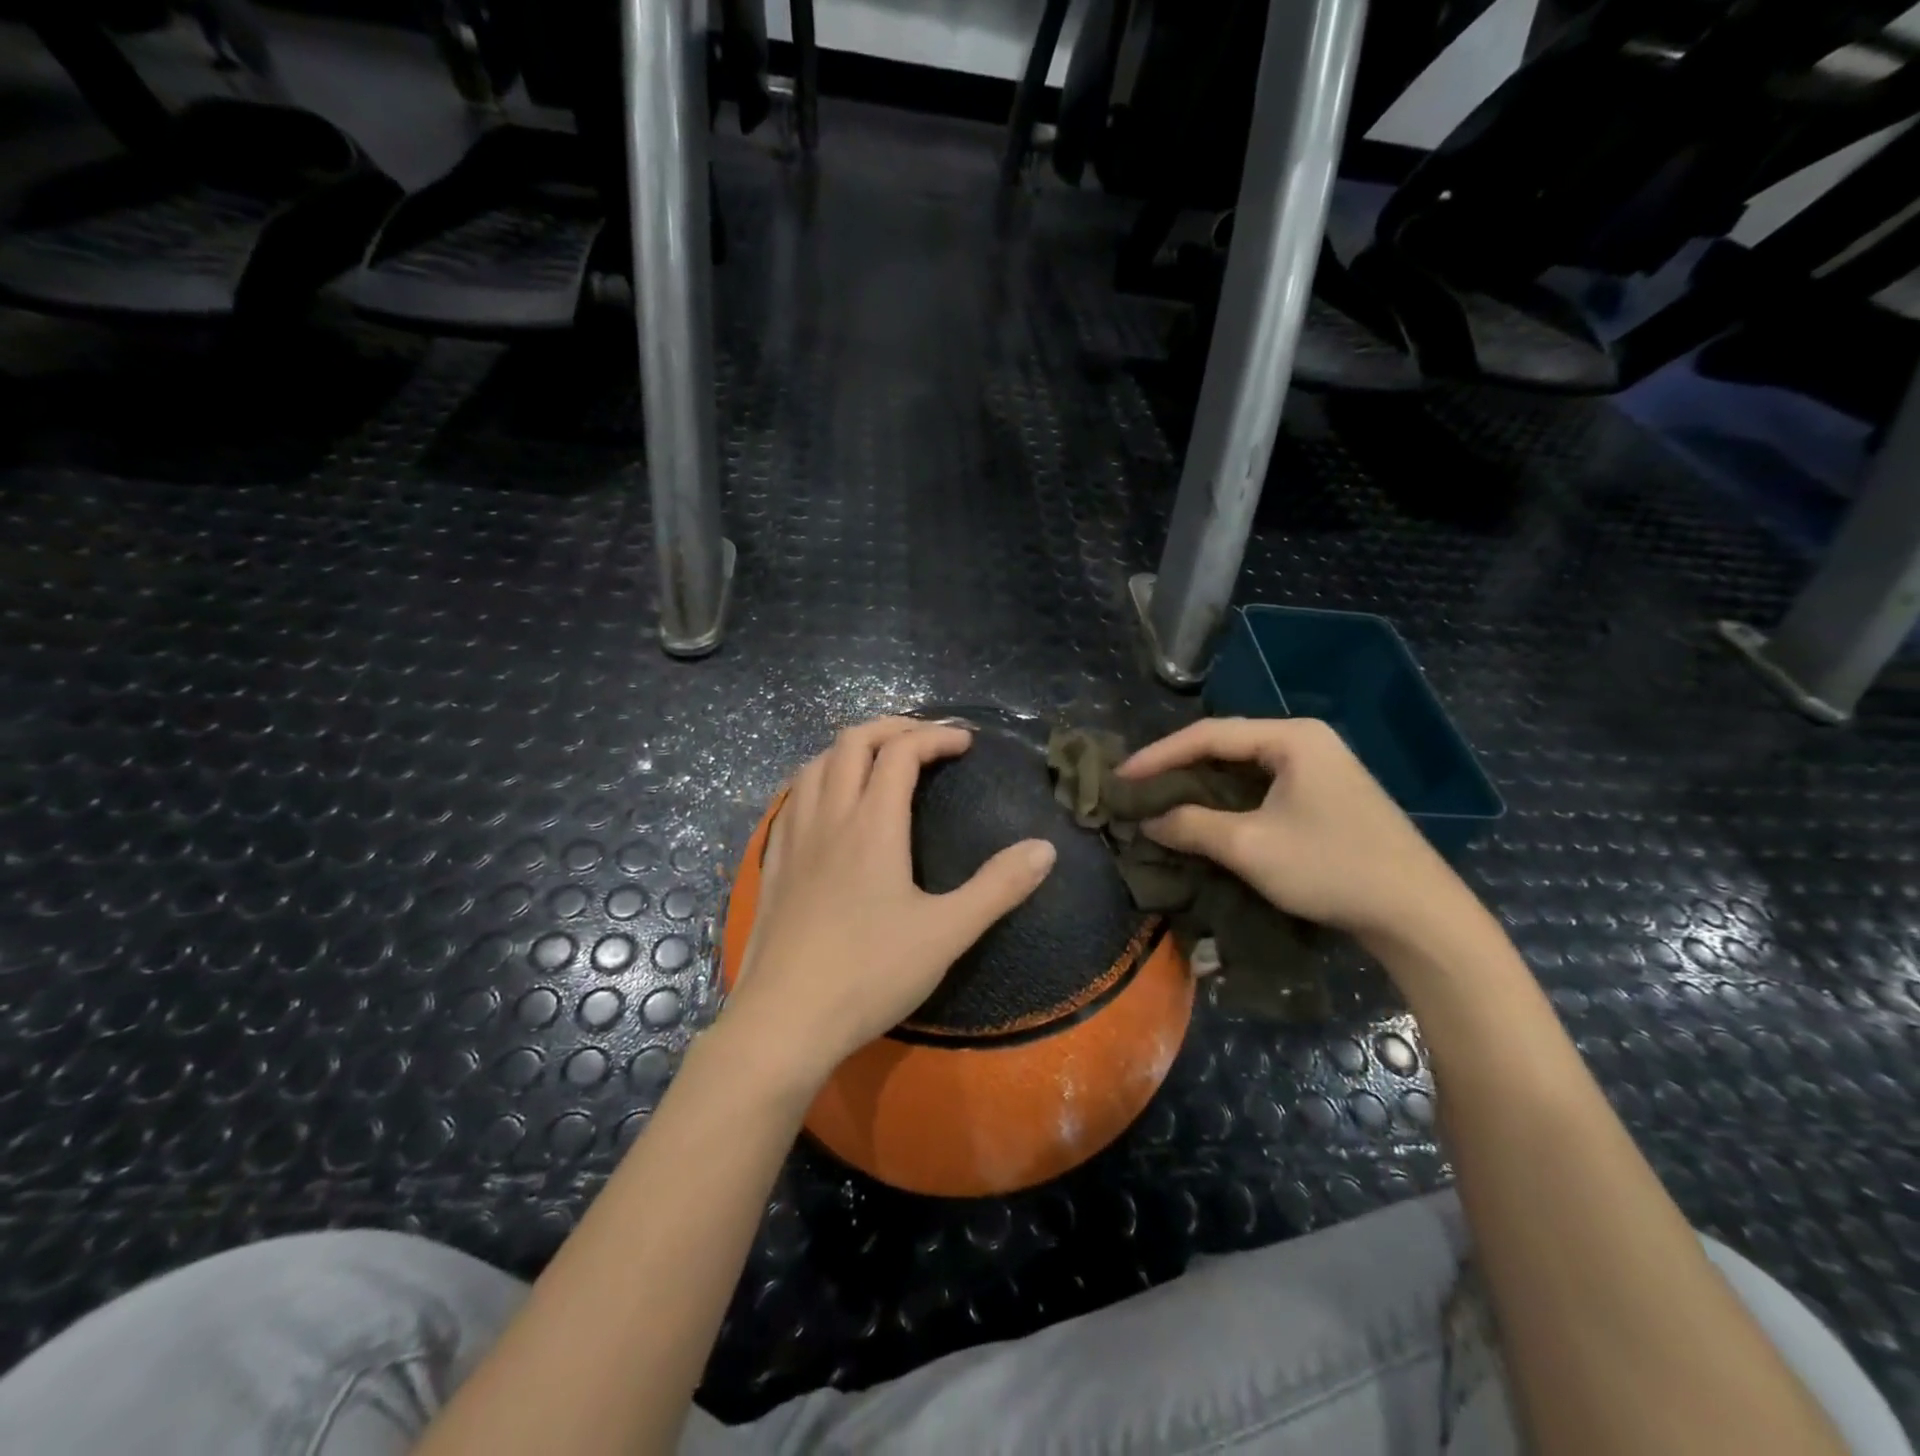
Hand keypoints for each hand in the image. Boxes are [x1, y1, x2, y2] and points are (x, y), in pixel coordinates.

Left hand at [726, 717, 1056, 1086]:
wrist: (783, 1022)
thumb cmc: (869, 974)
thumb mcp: (946, 933)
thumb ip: (998, 887)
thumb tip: (1045, 848)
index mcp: (872, 824)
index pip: (901, 752)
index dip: (936, 737)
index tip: (966, 744)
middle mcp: (828, 816)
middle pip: (852, 741)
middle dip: (892, 727)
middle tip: (926, 739)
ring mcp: (793, 838)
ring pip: (816, 764)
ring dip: (852, 748)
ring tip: (880, 761)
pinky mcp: (774, 862)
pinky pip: (793, 797)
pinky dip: (819, 778)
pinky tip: (828, 804)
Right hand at [1118, 717, 1476, 950]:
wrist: (1419, 915)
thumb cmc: (1331, 868)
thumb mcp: (1249, 847)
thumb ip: (1191, 826)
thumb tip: (1148, 820)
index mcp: (1292, 737)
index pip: (1209, 734)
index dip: (1159, 755)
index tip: (1121, 777)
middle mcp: (1307, 741)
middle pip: (1226, 746)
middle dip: (1178, 768)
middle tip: (1137, 789)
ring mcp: (1322, 768)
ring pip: (1244, 768)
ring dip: (1202, 786)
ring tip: (1162, 802)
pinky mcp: (1327, 796)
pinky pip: (1264, 787)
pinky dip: (1229, 800)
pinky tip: (1206, 817)